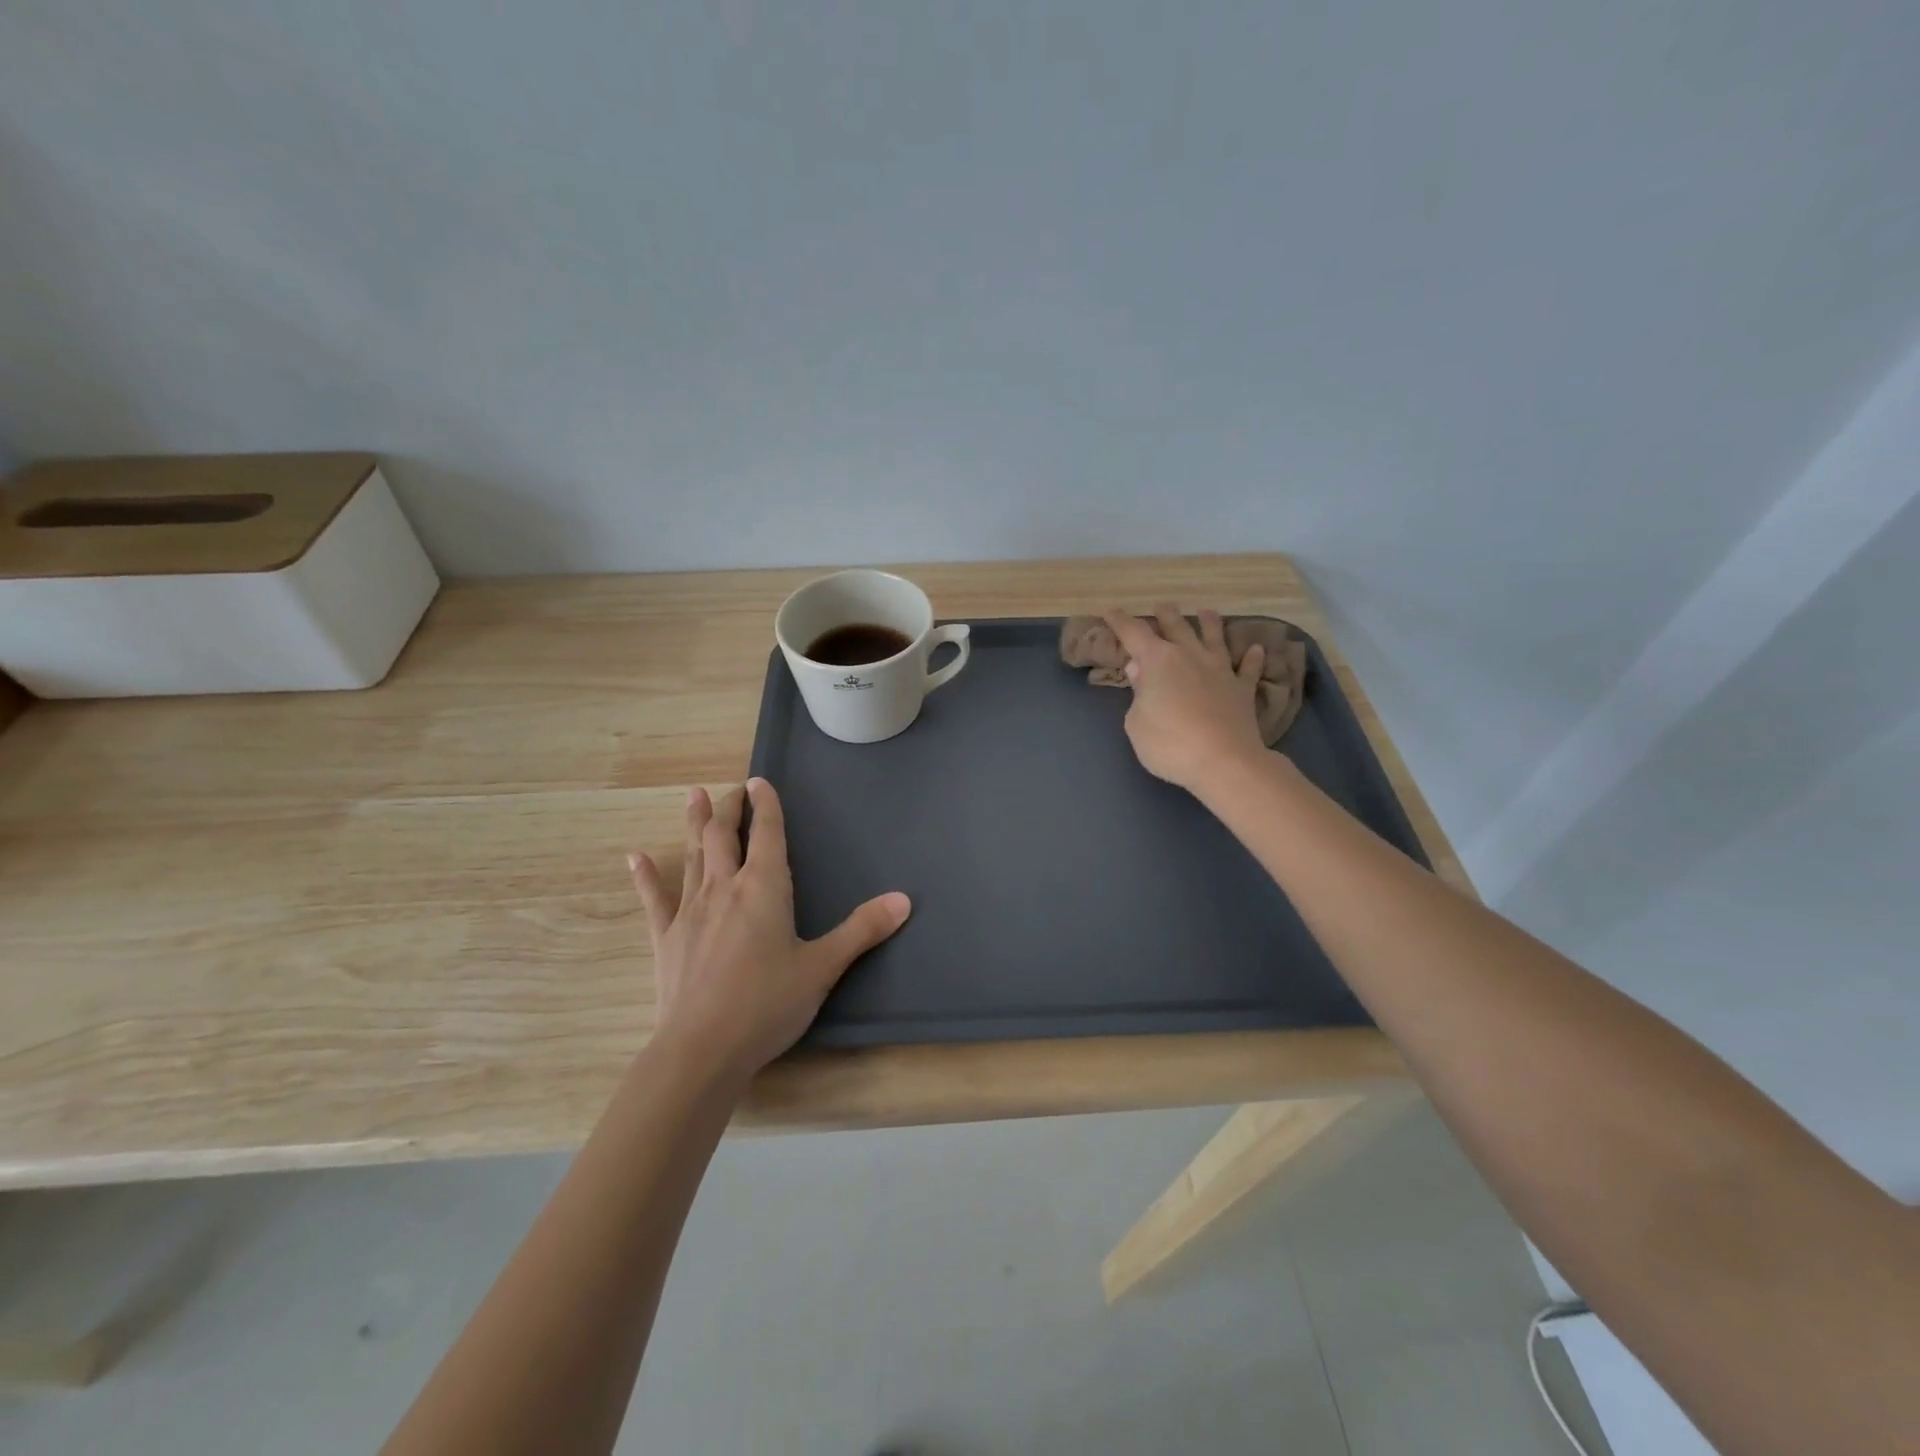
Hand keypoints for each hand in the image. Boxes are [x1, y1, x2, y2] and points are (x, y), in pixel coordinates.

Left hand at [629, 779, 910, 1081]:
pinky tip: (634, 857)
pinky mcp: (666, 938)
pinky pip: (655, 899)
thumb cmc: (767, 1004)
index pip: (767, 834)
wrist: (702, 1050)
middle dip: (729, 807)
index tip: (760, 781)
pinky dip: (645, 876)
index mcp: (763, 888)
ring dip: (695, 824)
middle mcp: (724, 888)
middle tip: (733, 789)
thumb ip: (862, 930)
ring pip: (692, 856)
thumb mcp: (823, 967)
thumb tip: (904, 900)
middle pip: (723, 835)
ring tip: (694, 796)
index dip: (765, 805)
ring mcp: (690, 911)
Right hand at [1103, 604, 1269, 795]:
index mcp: (1158, 662)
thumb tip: (1140, 670)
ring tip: (1207, 611)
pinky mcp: (1242, 690)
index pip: (1134, 634)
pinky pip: (1249, 669)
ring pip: (1215, 638)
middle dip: (1166, 615)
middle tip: (1162, 605)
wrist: (1224, 762)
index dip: (1120, 621)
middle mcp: (1190, 657)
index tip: (1111, 611)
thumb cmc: (1169, 744)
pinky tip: (1257, 649)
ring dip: (1210, 623)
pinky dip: (1253, 658)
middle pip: (1177, 628)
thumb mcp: (1136, 723)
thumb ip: (1138, 694)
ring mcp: (1220, 671)